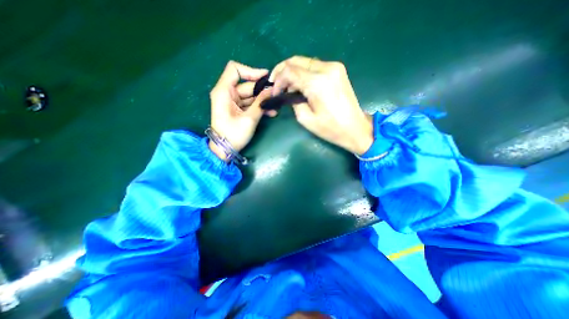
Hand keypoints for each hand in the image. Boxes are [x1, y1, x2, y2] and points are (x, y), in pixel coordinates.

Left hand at [209, 59, 272, 161]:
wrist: (225, 149)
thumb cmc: (233, 135)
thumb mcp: (249, 119)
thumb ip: (261, 103)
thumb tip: (272, 90)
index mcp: (224, 91)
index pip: (235, 70)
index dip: (251, 71)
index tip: (266, 77)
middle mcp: (227, 93)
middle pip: (247, 85)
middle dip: (262, 91)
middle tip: (276, 96)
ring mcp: (233, 102)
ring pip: (251, 96)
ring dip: (263, 101)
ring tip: (275, 107)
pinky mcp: (237, 109)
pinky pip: (250, 104)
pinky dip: (259, 107)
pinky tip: (270, 112)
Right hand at [269, 56, 374, 154]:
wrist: (355, 128)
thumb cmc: (331, 128)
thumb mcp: (306, 119)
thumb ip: (293, 101)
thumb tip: (289, 92)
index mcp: (317, 83)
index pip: (289, 70)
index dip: (278, 80)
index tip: (275, 92)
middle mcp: (326, 69)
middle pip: (296, 60)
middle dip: (282, 71)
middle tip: (277, 85)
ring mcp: (334, 67)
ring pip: (305, 62)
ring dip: (293, 72)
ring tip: (288, 87)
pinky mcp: (338, 70)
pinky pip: (315, 66)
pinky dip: (304, 73)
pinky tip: (301, 84)